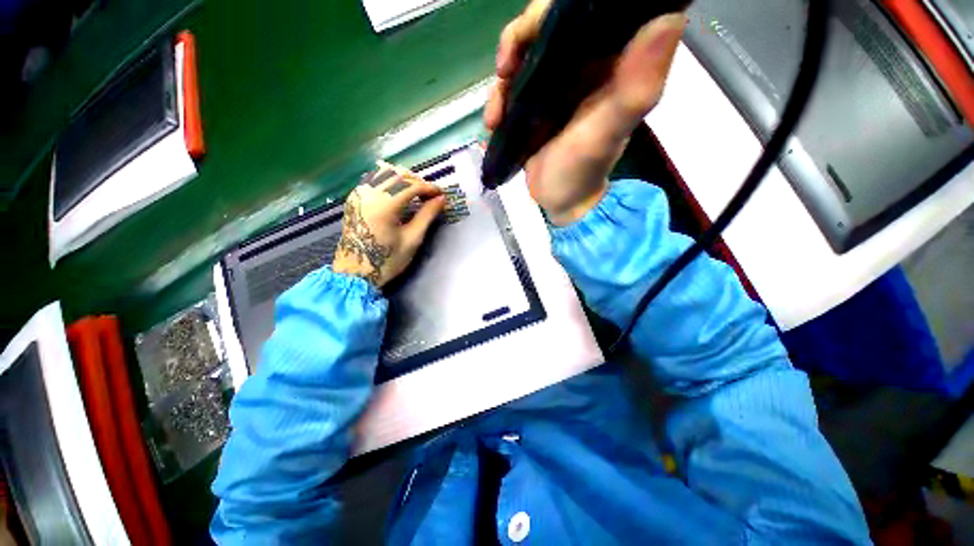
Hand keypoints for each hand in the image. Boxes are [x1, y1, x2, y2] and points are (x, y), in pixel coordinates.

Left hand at [333, 162, 445, 287]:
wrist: (355, 273)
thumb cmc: (387, 260)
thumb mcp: (412, 239)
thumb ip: (427, 215)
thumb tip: (441, 199)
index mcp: (383, 205)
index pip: (411, 185)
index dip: (429, 187)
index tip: (441, 194)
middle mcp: (368, 193)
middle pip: (397, 174)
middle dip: (417, 181)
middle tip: (430, 195)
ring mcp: (358, 194)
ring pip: (383, 172)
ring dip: (403, 178)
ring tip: (416, 192)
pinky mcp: (354, 198)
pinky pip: (373, 179)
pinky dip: (389, 181)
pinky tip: (398, 192)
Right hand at [484, 0, 684, 225]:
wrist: (560, 200)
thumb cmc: (584, 171)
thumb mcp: (608, 132)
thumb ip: (636, 86)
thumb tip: (668, 17)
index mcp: (611, 61)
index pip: (595, 8)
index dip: (565, 6)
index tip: (542, 23)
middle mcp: (585, 64)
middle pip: (550, 23)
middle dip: (522, 36)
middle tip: (505, 66)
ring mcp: (556, 83)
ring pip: (526, 50)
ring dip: (505, 70)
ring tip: (496, 109)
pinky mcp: (535, 102)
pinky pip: (513, 83)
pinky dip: (498, 96)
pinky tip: (492, 120)